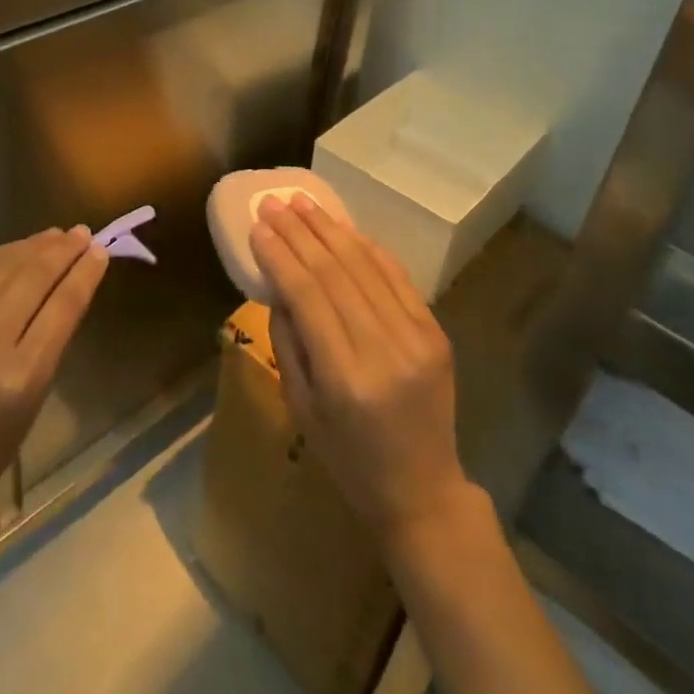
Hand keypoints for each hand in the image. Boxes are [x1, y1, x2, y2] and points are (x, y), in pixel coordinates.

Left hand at [0, 227, 108, 505]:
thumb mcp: (34, 397)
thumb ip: (52, 336)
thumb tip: (71, 279)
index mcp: (19, 378)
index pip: (60, 308)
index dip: (83, 274)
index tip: (99, 251)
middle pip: (31, 280)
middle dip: (61, 252)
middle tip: (82, 233)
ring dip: (32, 247)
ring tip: (55, 235)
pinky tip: (17, 248)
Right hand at [251, 197, 471, 541]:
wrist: (423, 490)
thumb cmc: (348, 458)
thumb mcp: (301, 408)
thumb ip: (287, 342)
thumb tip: (278, 284)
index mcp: (344, 378)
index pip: (307, 295)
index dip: (280, 256)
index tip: (257, 227)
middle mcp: (383, 350)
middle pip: (335, 272)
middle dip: (299, 232)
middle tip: (273, 203)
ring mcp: (416, 337)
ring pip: (366, 266)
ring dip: (330, 229)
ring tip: (302, 203)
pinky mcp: (435, 332)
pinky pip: (397, 277)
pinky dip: (368, 247)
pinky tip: (343, 228)